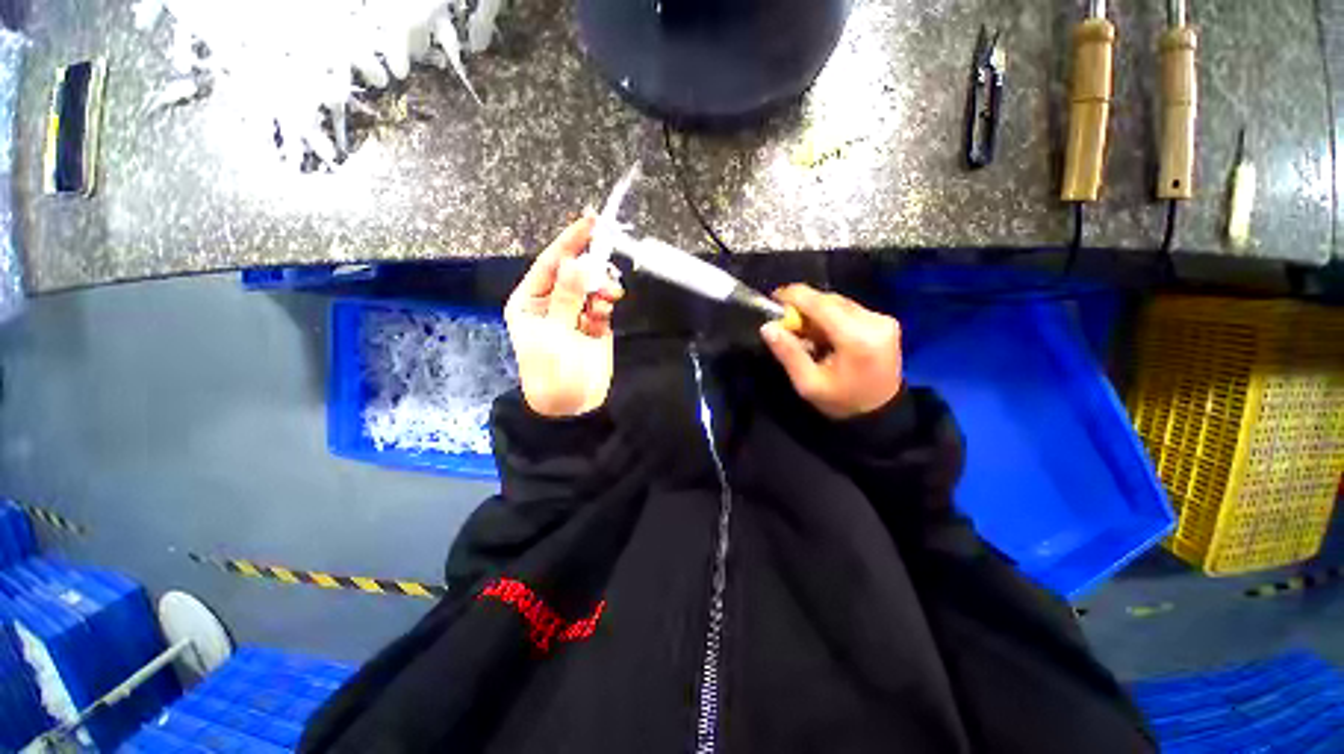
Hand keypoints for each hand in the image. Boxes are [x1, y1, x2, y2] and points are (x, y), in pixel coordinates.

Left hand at [505, 216, 624, 417]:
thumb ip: (567, 297)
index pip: (550, 263)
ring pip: (592, 286)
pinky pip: (603, 302)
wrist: (572, 404)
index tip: (590, 222)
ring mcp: (574, 312)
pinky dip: (606, 303)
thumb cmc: (552, 371)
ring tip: (609, 297)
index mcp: (530, 300)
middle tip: (605, 274)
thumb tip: (577, 264)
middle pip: (574, 272)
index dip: (569, 243)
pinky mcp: (594, 323)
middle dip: (591, 270)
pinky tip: (605, 314)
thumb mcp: (554, 333)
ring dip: (602, 287)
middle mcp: (551, 302)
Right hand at [759, 285, 902, 419]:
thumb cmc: (842, 401)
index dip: (795, 296)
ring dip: (818, 311)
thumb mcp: (808, 384)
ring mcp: (883, 320)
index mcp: (856, 339)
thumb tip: (767, 327)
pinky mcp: (886, 321)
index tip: (774, 297)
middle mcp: (873, 322)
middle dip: (804, 306)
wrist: (881, 413)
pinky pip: (850, 309)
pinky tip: (824, 333)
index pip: (820, 304)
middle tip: (786, 321)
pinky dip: (831, 316)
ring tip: (805, 332)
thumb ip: (788, 353)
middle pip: (830, 300)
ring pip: (840, 302)